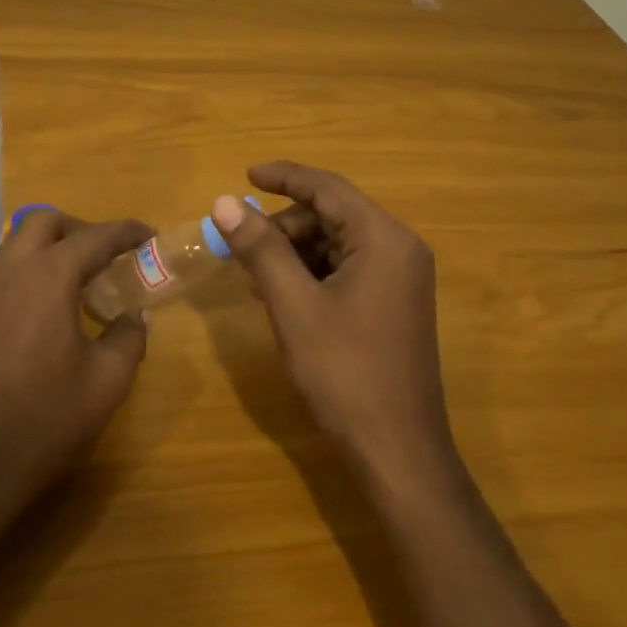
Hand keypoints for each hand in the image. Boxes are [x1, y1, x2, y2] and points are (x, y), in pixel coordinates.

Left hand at [0, 210, 152, 526]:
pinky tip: (45, 312)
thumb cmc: (43, 421)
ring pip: (17, 245)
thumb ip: (129, 338)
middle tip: (109, 258)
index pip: (95, 236)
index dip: (127, 232)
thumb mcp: (106, 383)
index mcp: (47, 277)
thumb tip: (136, 316)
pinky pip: (1, 273)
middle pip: (46, 223)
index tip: (150, 236)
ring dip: (51, 249)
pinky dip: (28, 272)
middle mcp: (8, 271)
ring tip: (79, 285)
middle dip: (82, 229)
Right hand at [211, 162, 455, 484]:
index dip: (284, 177)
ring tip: (255, 275)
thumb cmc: (344, 372)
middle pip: (332, 214)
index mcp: (383, 239)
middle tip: (240, 246)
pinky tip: (283, 294)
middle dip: (284, 225)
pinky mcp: (394, 302)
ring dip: (294, 251)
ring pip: (337, 242)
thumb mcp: (293, 305)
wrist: (397, 450)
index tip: (244, 175)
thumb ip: (260, 248)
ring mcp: (401, 277)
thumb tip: (224, 202)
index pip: (328, 188)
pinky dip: (312, 272)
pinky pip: (347, 268)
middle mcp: (399, 248)